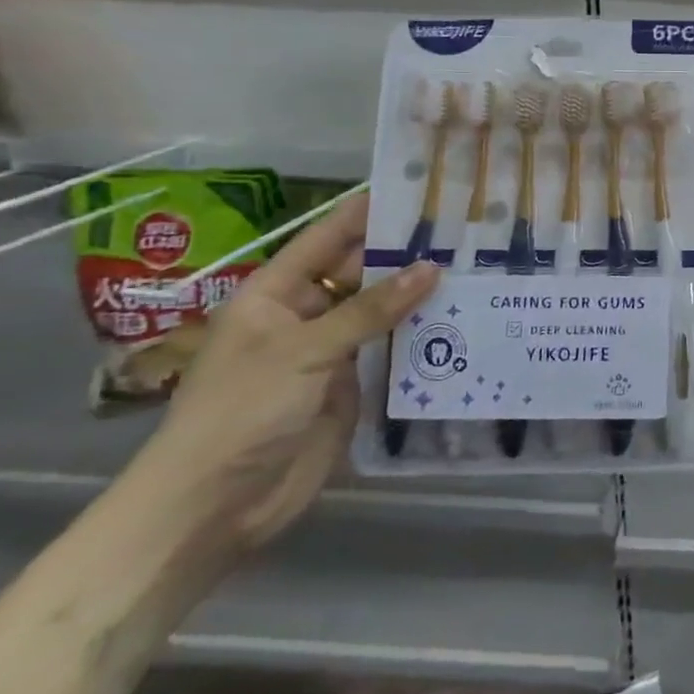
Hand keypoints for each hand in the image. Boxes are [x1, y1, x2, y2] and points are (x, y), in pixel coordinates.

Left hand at [131, 193, 438, 553]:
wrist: (215, 506)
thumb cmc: (242, 412)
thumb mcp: (304, 351)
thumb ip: (371, 309)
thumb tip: (432, 267)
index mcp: (275, 295)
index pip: (326, 239)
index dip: (366, 213)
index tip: (415, 187)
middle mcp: (305, 316)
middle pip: (361, 273)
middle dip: (406, 255)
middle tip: (465, 231)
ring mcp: (331, 352)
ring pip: (382, 312)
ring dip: (420, 296)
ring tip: (477, 268)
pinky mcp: (353, 386)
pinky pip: (392, 351)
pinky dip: (423, 337)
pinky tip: (463, 320)